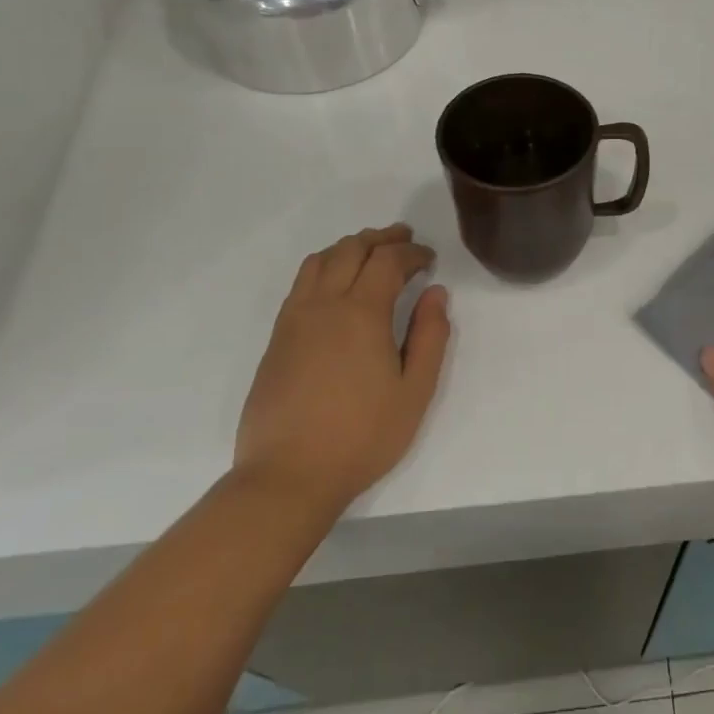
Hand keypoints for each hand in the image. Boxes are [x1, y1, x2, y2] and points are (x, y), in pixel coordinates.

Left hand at [234, 223, 450, 518]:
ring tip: (370, 251)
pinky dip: (324, 267)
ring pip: (319, 261)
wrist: (289, 475)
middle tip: (404, 238)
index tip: (429, 259)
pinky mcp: (277, 338)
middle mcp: (324, 305)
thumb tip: (436, 293)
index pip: (387, 261)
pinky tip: (335, 284)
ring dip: (348, 247)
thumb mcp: (415, 391)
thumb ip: (430, 337)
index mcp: (362, 313)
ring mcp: (294, 320)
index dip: (411, 253)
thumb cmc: (363, 436)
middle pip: (351, 250)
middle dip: (381, 238)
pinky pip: (301, 283)